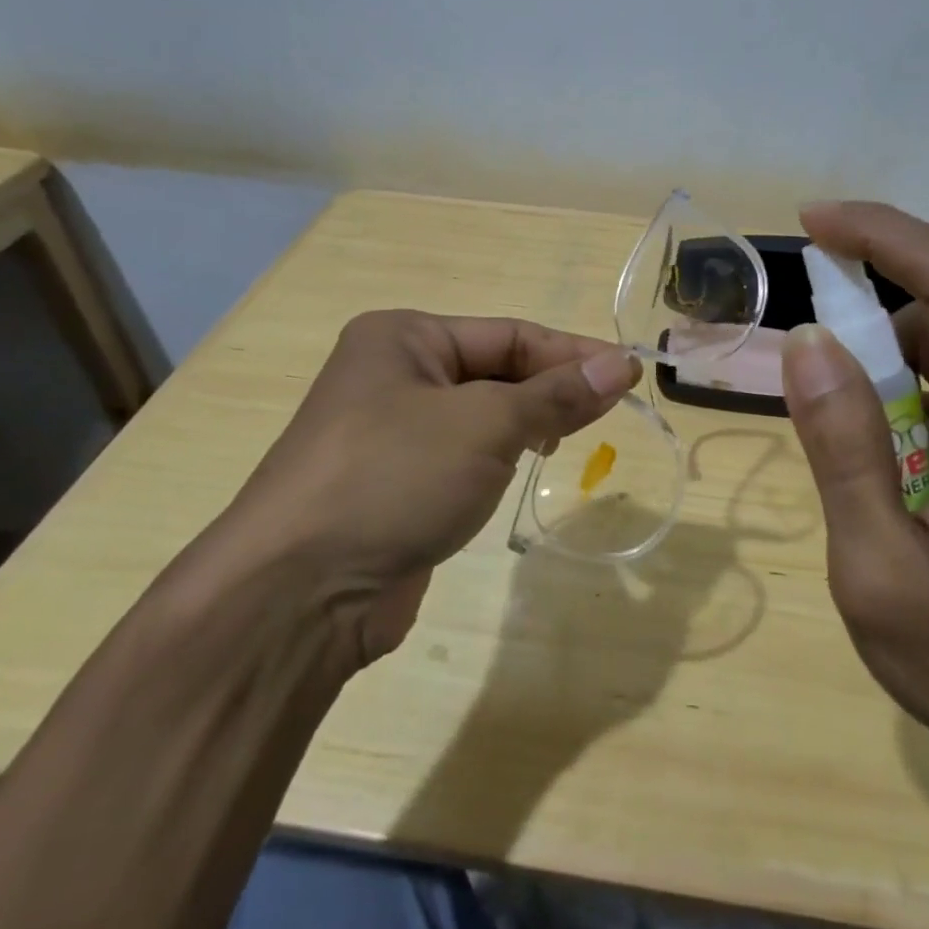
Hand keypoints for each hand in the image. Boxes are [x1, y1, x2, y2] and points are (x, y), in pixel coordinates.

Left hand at [216, 310, 639, 664]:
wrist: (298, 593)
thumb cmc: (394, 478)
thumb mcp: (486, 425)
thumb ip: (557, 394)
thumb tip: (621, 364)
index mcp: (404, 338)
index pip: (510, 334)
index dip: (574, 353)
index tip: (630, 374)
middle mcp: (393, 375)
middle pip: (496, 371)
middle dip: (551, 389)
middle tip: (607, 412)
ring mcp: (391, 432)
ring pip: (482, 415)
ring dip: (528, 423)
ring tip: (570, 439)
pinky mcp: (396, 483)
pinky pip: (463, 454)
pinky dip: (499, 457)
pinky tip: (524, 467)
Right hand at [781, 202, 928, 795]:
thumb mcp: (880, 573)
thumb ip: (844, 451)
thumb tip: (809, 343)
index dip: (888, 236)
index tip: (816, 221)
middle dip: (872, 339)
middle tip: (816, 401)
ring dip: (895, 389)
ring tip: (877, 482)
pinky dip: (925, 413)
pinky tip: (914, 489)